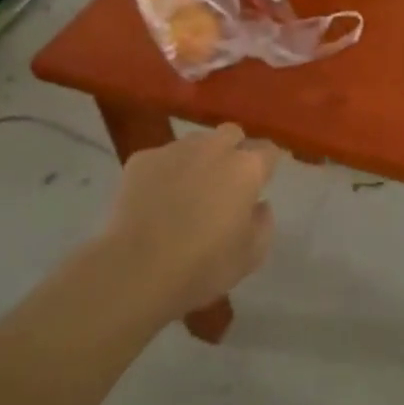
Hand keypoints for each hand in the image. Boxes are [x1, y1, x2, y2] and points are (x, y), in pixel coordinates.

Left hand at [102, 124, 280, 317]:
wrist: (135, 270)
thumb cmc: (202, 266)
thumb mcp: (250, 256)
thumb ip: (263, 223)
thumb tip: (259, 204)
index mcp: (245, 168)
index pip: (267, 150)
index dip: (266, 165)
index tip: (261, 182)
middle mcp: (213, 148)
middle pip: (231, 134)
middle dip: (233, 151)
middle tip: (226, 183)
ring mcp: (175, 150)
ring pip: (195, 143)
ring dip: (199, 159)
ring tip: (187, 190)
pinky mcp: (141, 159)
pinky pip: (161, 158)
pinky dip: (164, 172)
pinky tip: (155, 199)